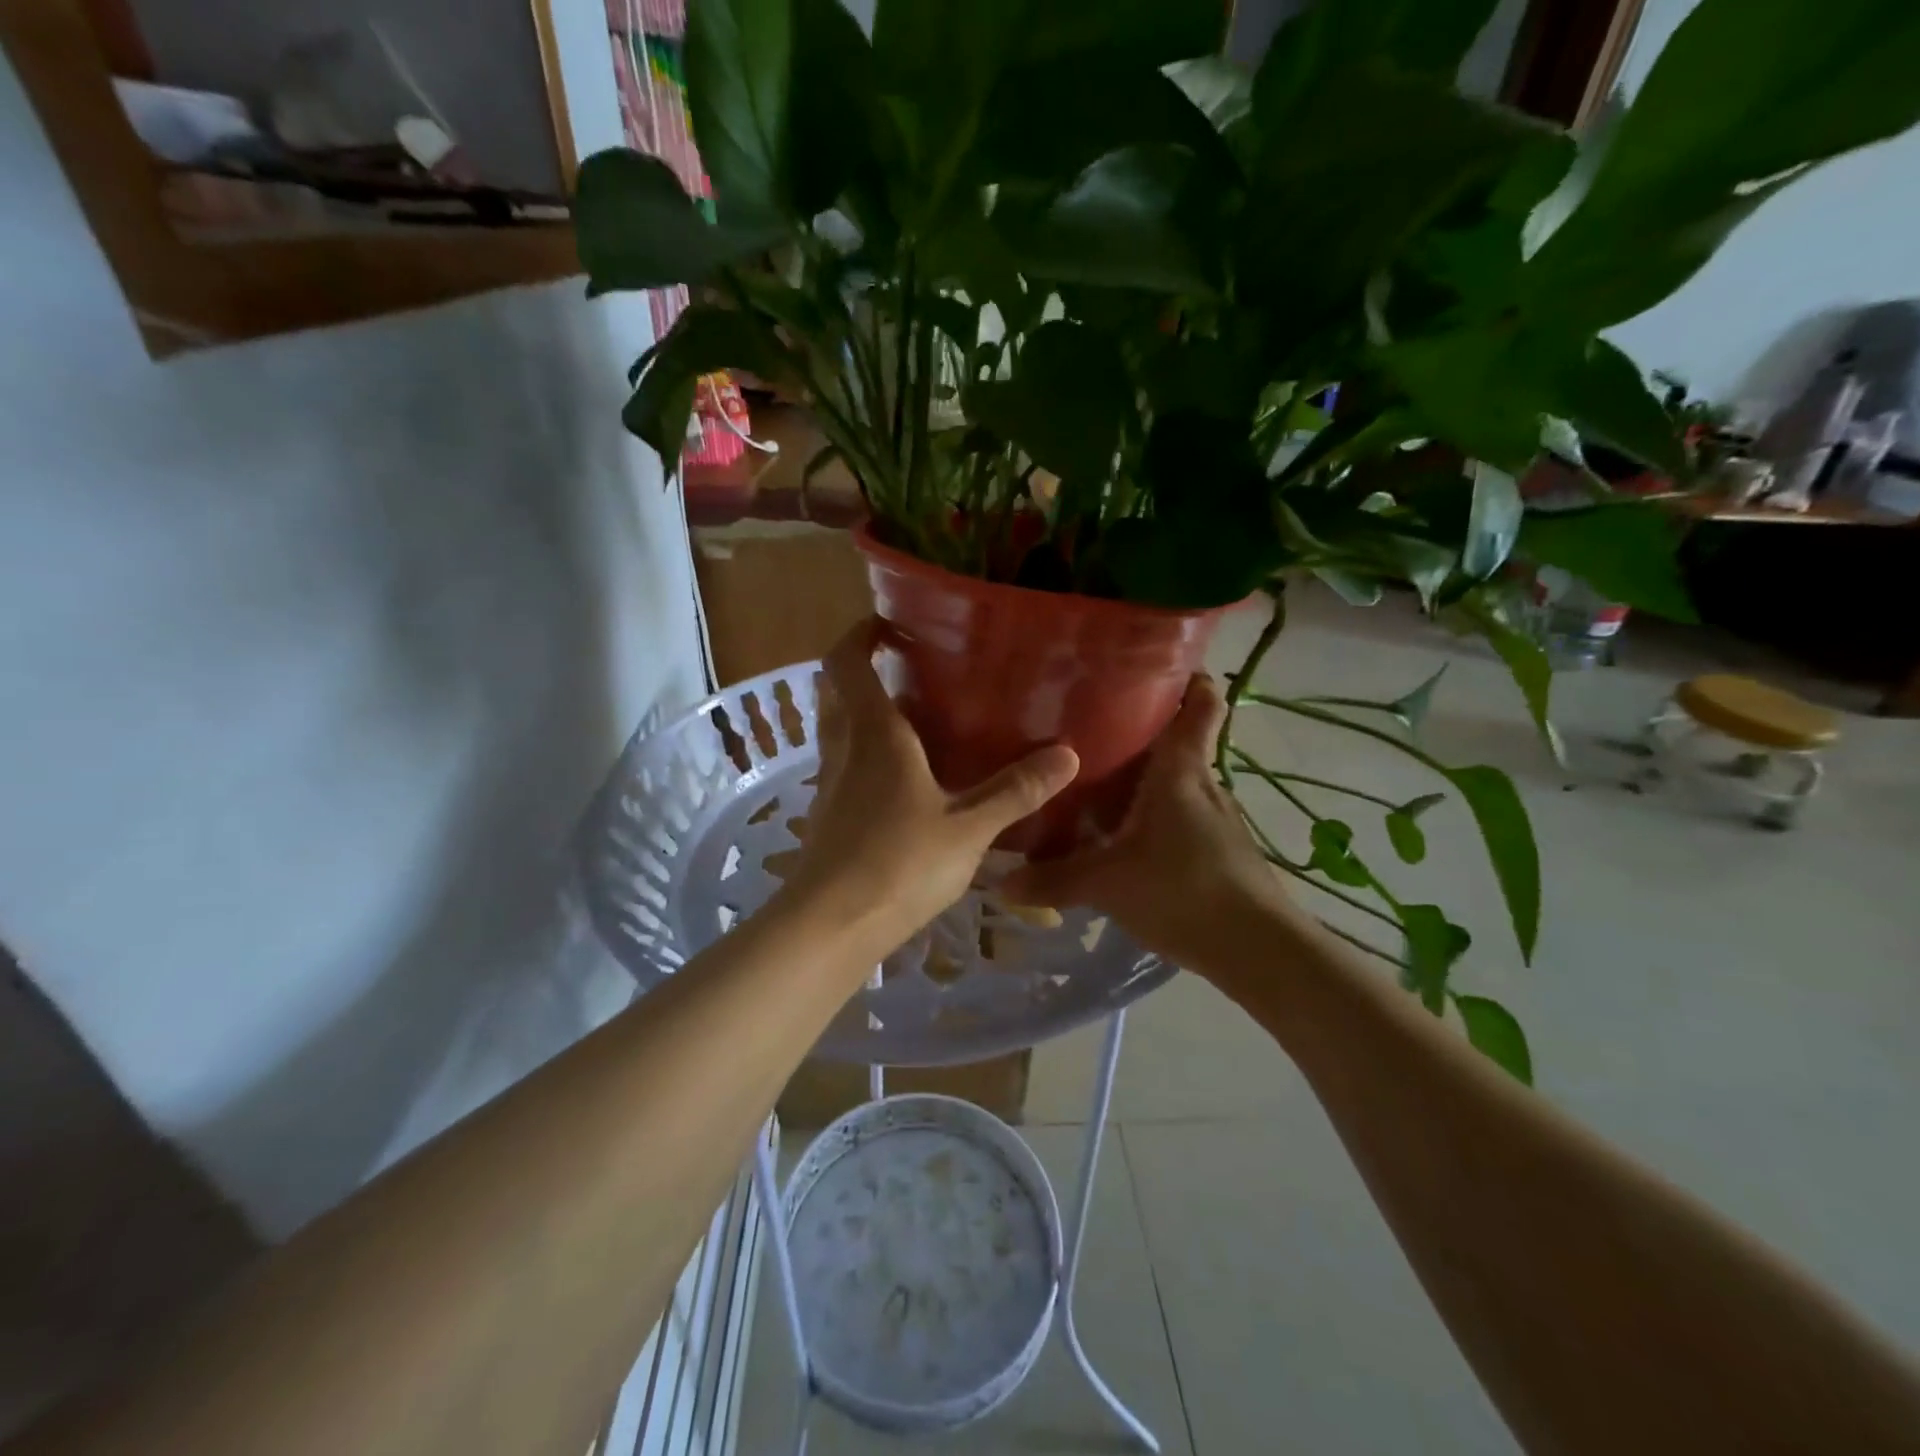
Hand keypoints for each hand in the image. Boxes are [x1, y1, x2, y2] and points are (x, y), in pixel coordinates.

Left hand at [780, 620, 1079, 952]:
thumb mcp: (968, 828)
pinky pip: (845, 766)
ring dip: (865, 713)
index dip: (859, 634)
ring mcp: (830, 784)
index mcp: (874, 734)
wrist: (830, 926)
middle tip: (908, 668)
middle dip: (863, 670)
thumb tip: (1067, 754)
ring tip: (915, 718)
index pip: (846, 661)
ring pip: (840, 730)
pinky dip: (867, 754)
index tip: (889, 623)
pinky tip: (905, 779)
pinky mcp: (828, 816)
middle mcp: (845, 749)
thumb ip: (1015, 791)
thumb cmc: (898, 863)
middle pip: (837, 691)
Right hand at [1002, 673, 1294, 967]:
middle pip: (1174, 740)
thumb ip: (1054, 879)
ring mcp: (1214, 816)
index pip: (1201, 701)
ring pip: (1174, 781)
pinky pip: (1177, 814)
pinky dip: (1151, 814)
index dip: (1186, 675)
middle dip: (1135, 732)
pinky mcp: (1217, 847)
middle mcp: (1202, 782)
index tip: (1149, 666)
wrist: (1258, 950)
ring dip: (1140, 779)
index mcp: (1181, 769)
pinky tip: (1120, 836)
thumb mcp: (1107, 883)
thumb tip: (1001, 881)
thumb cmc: (1184, 890)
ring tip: (1092, 782)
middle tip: (1085, 730)